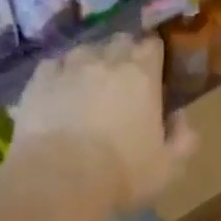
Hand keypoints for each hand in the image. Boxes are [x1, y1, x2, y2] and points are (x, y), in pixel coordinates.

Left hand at [15, 34, 196, 211]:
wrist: (60, 179)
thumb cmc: (122, 173)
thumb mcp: (169, 167)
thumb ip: (183, 139)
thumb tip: (180, 118)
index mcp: (142, 75)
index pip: (152, 45)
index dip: (153, 57)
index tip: (153, 74)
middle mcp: (105, 61)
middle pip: (119, 41)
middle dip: (123, 55)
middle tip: (122, 82)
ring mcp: (68, 67)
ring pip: (84, 50)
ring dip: (90, 62)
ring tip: (88, 87)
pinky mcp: (37, 81)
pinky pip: (53, 66)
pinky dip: (59, 75)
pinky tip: (59, 94)